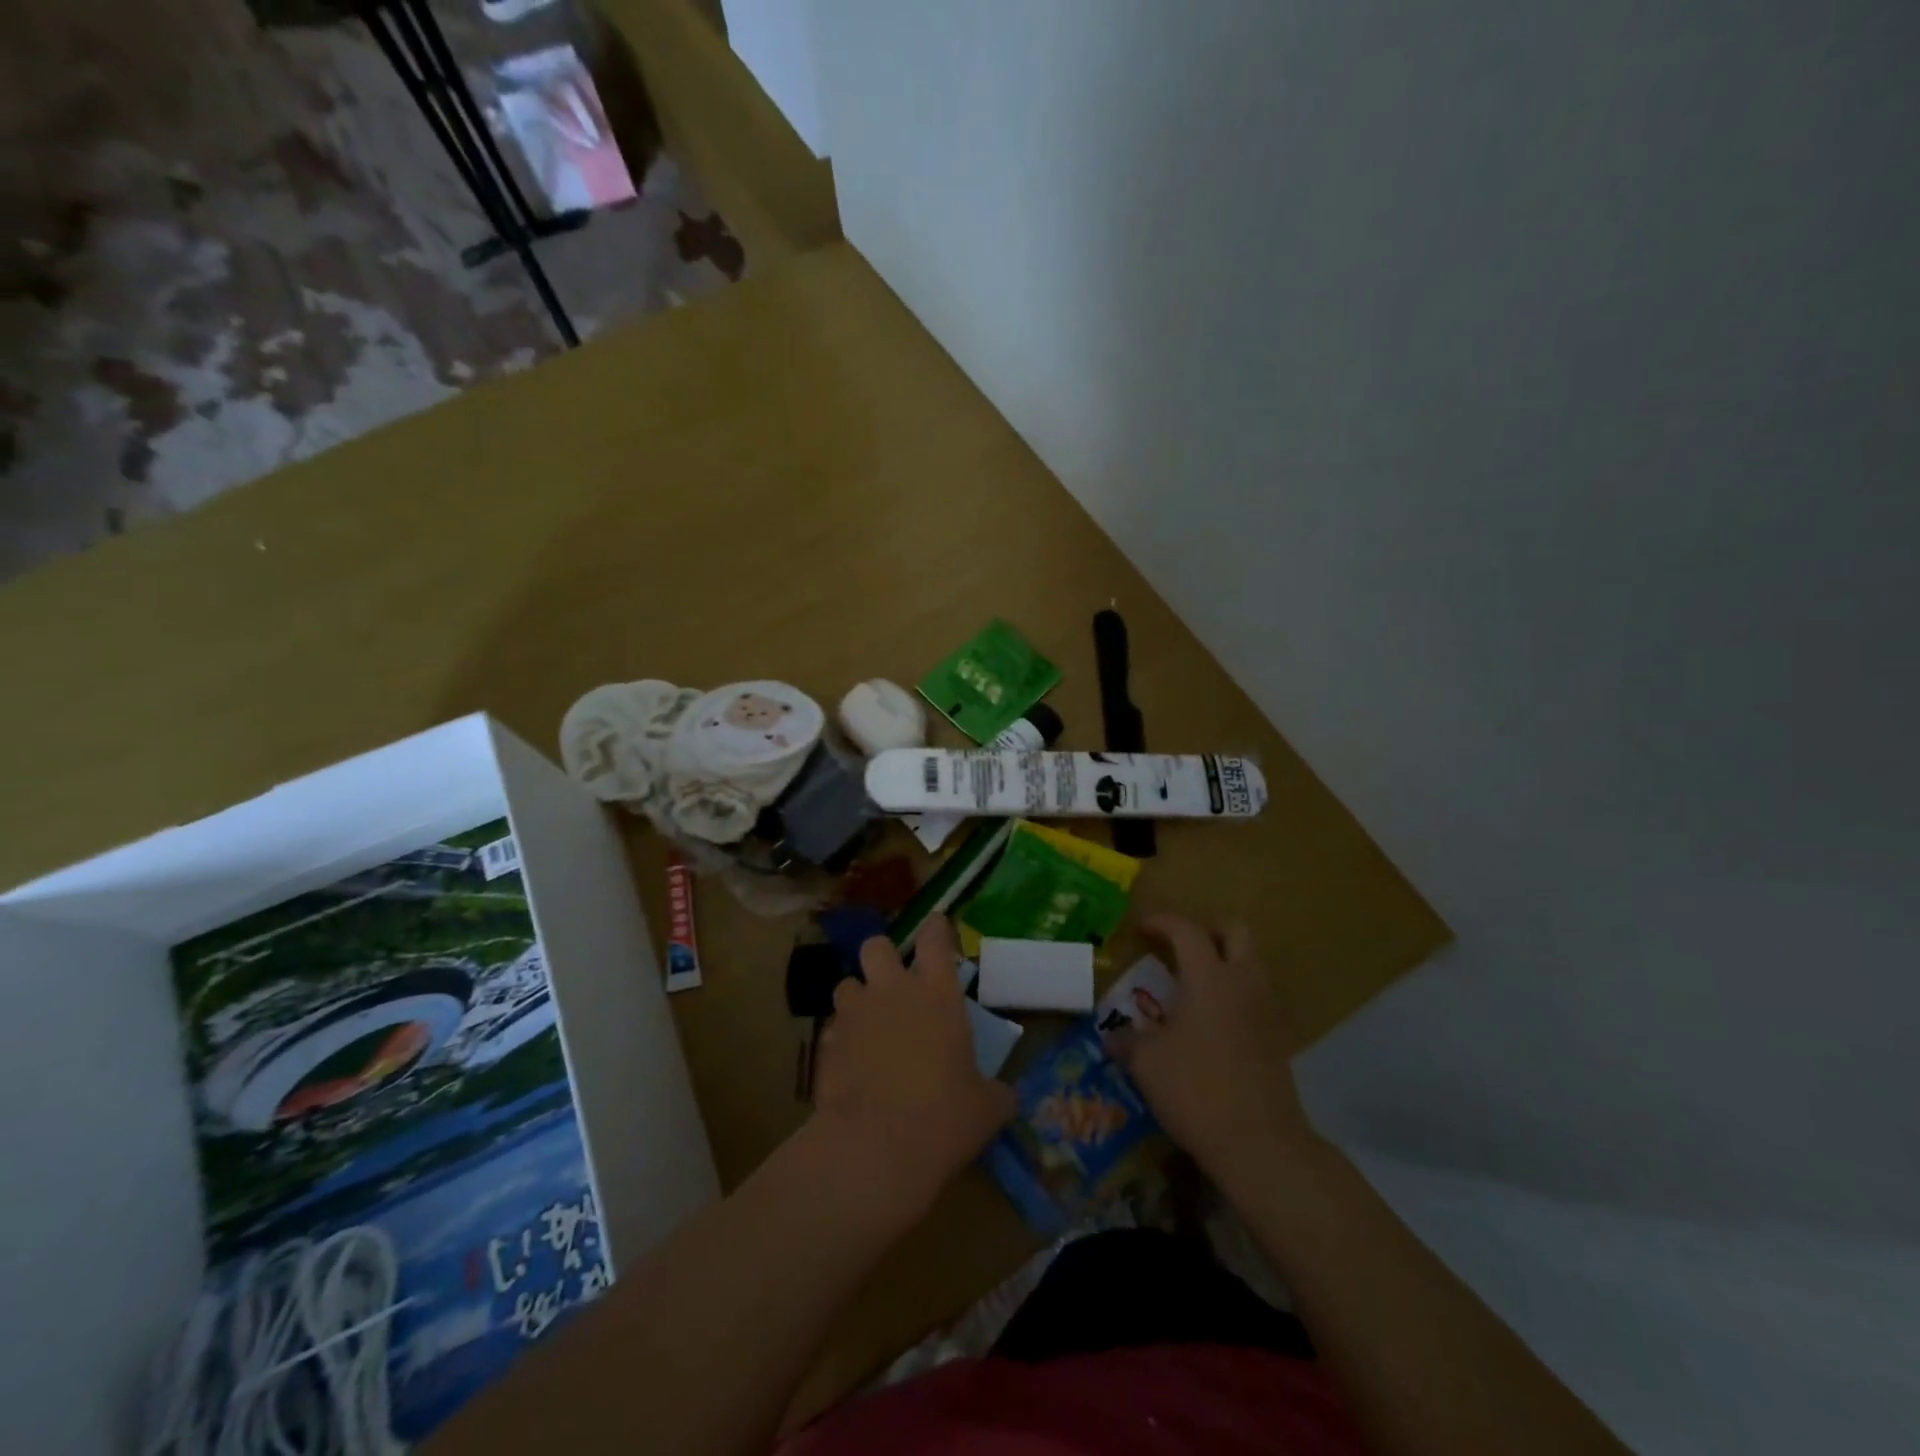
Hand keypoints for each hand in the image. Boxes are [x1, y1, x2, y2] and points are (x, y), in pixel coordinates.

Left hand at [810, 918, 1016, 1228]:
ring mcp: (855, 1015)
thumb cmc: (943, 1118)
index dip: (936, 928)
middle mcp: (893, 991)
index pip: (934, 938)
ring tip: (868, 1024)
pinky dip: (842, 1039)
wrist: (875, 1148)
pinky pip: (833, 1028)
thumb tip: (1005, 1096)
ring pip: (847, 984)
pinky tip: (852, 1064)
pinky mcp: (826, 1044)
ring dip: (858, 998)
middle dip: (883, 957)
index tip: (937, 926)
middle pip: (877, 946)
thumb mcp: (987, 1108)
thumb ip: (995, 1092)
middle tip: (894, 982)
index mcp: (937, 993)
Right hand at [1106, 915, 1319, 1177]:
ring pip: (1250, 962)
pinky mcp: (1278, 1037)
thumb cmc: (1196, 1090)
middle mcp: (1243, 982)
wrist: (1260, 1143)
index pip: (1186, 930)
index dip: (1162, 922)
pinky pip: (1256, 995)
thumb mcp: (1147, 1063)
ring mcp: (1266, 1009)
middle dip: (1206, 930)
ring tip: (1192, 985)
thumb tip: (1113, 1036)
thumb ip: (1128, 1040)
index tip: (1141, 929)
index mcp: (1209, 977)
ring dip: (1223, 961)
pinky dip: (1234, 993)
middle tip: (1179, 947)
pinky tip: (1211, 1021)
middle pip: (1235, 931)